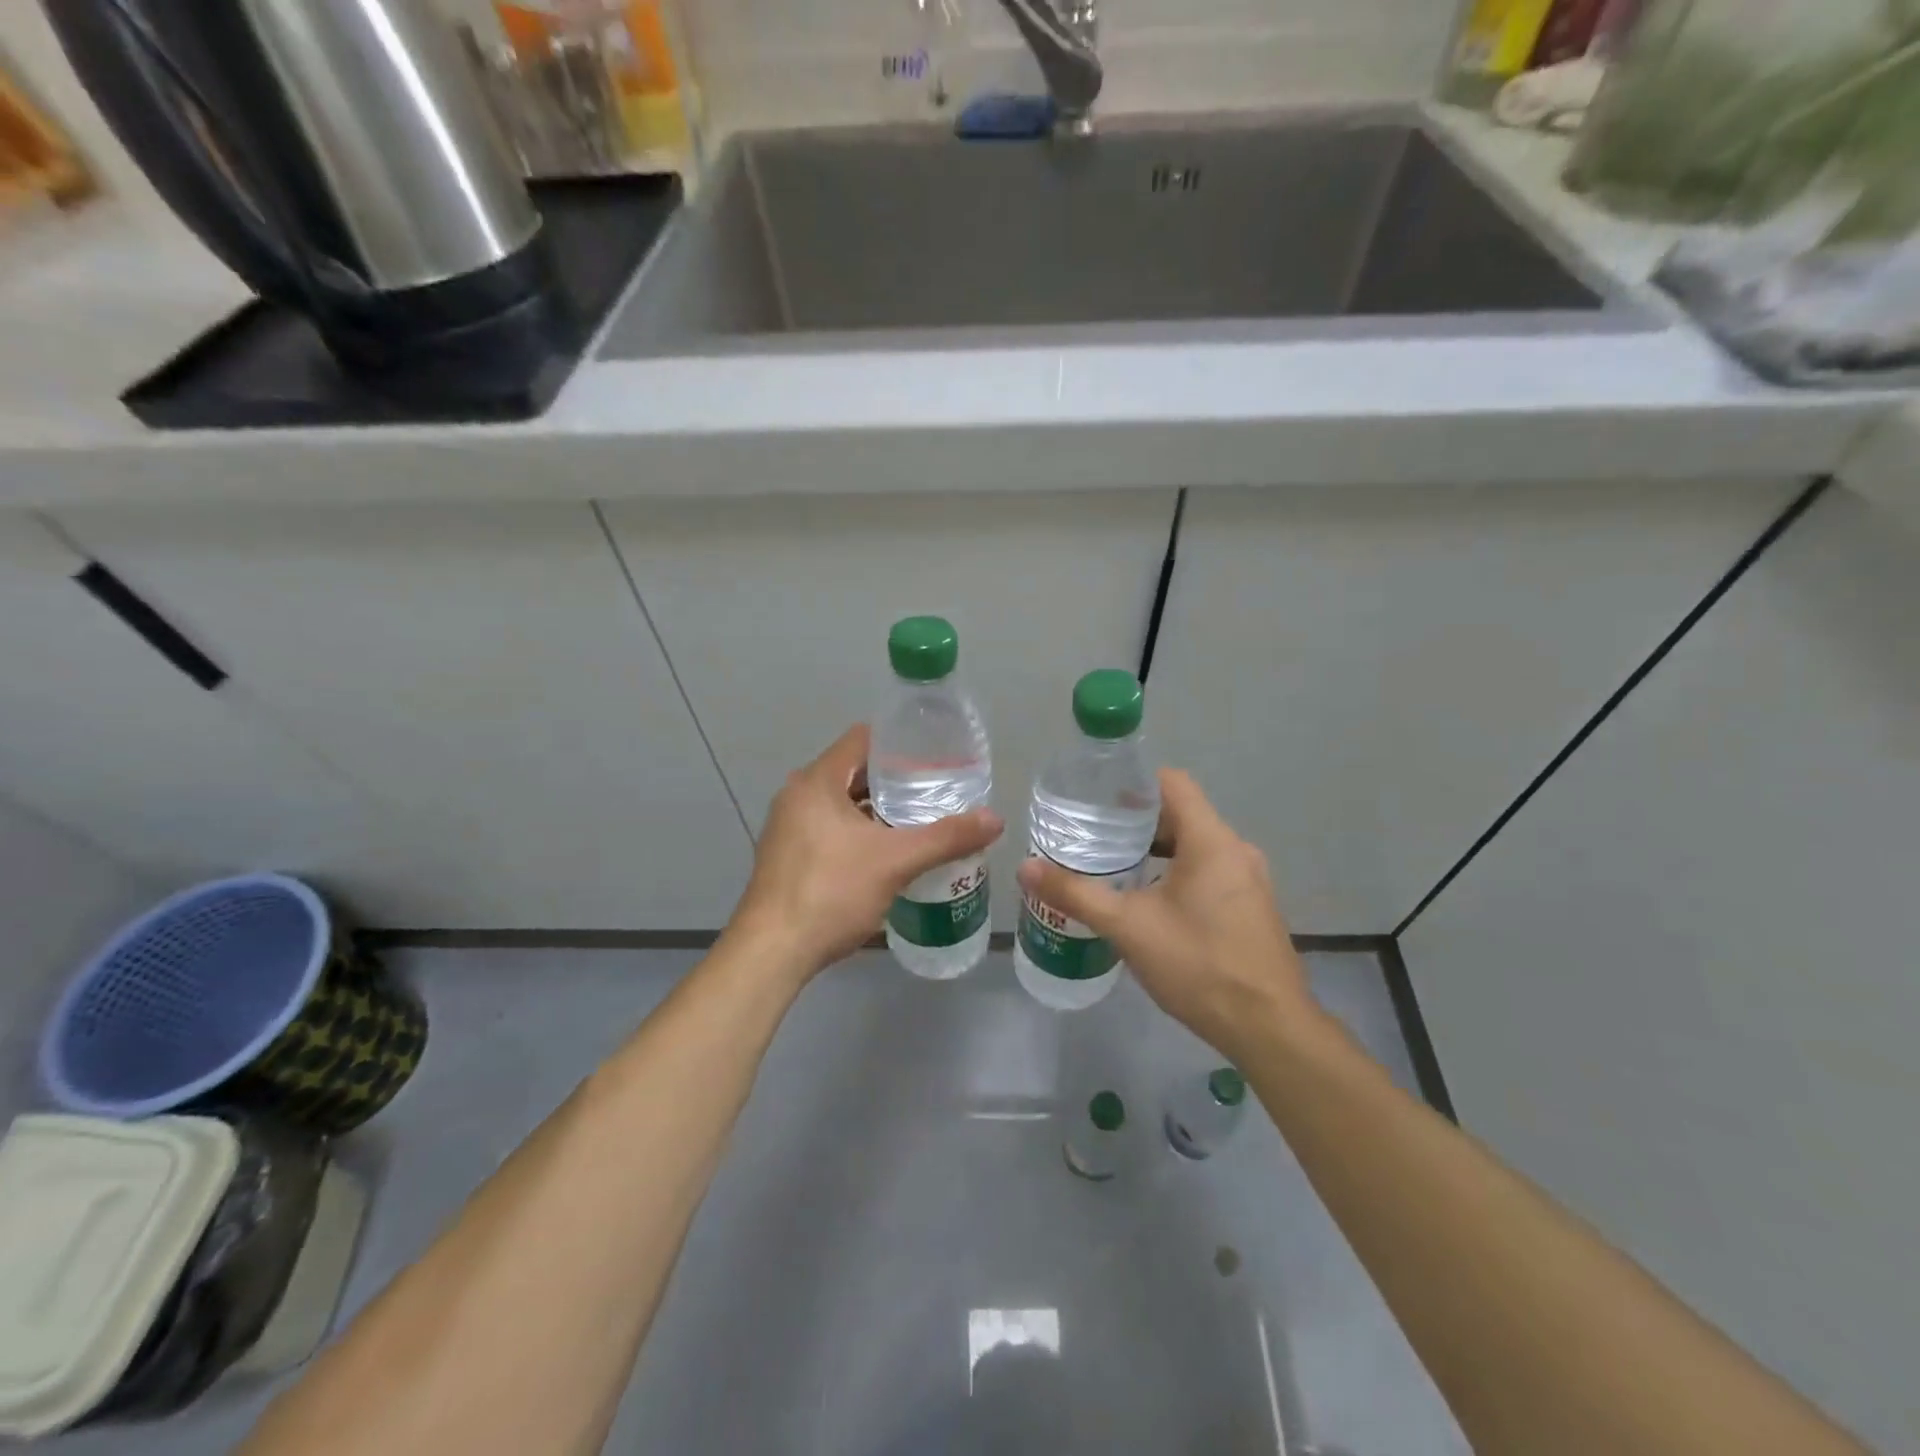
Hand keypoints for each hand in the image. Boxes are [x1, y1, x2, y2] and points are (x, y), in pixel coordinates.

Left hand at [732, 724, 1003, 979]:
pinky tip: (890, 854)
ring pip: (844, 804)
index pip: (863, 740)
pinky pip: (832, 828)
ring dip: (879, 810)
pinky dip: (861, 833)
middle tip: (938, 792)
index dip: (900, 744)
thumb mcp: (896, 862)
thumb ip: (946, 838)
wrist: (772, 952)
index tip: (936, 758)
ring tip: (921, 821)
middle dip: (897, 781)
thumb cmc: (831, 893)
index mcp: (817, 781)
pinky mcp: (789, 855)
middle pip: (855, 772)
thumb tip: (996, 819)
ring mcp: (789, 827)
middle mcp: (798, 795)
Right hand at [1016, 768, 1319, 1064]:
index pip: (1171, 783)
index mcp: (1211, 840)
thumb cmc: (1199, 965)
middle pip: (1181, 814)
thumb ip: (1076, 894)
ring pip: (1194, 846)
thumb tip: (1025, 868)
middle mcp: (1235, 850)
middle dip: (1135, 821)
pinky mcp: (1250, 907)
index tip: (1095, 797)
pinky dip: (1175, 873)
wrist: (1269, 1029)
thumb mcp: (1128, 927)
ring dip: (1155, 850)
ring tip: (1112, 866)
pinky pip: (1208, 872)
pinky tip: (1147, 902)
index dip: (1132, 782)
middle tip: (1091, 834)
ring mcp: (1248, 880)